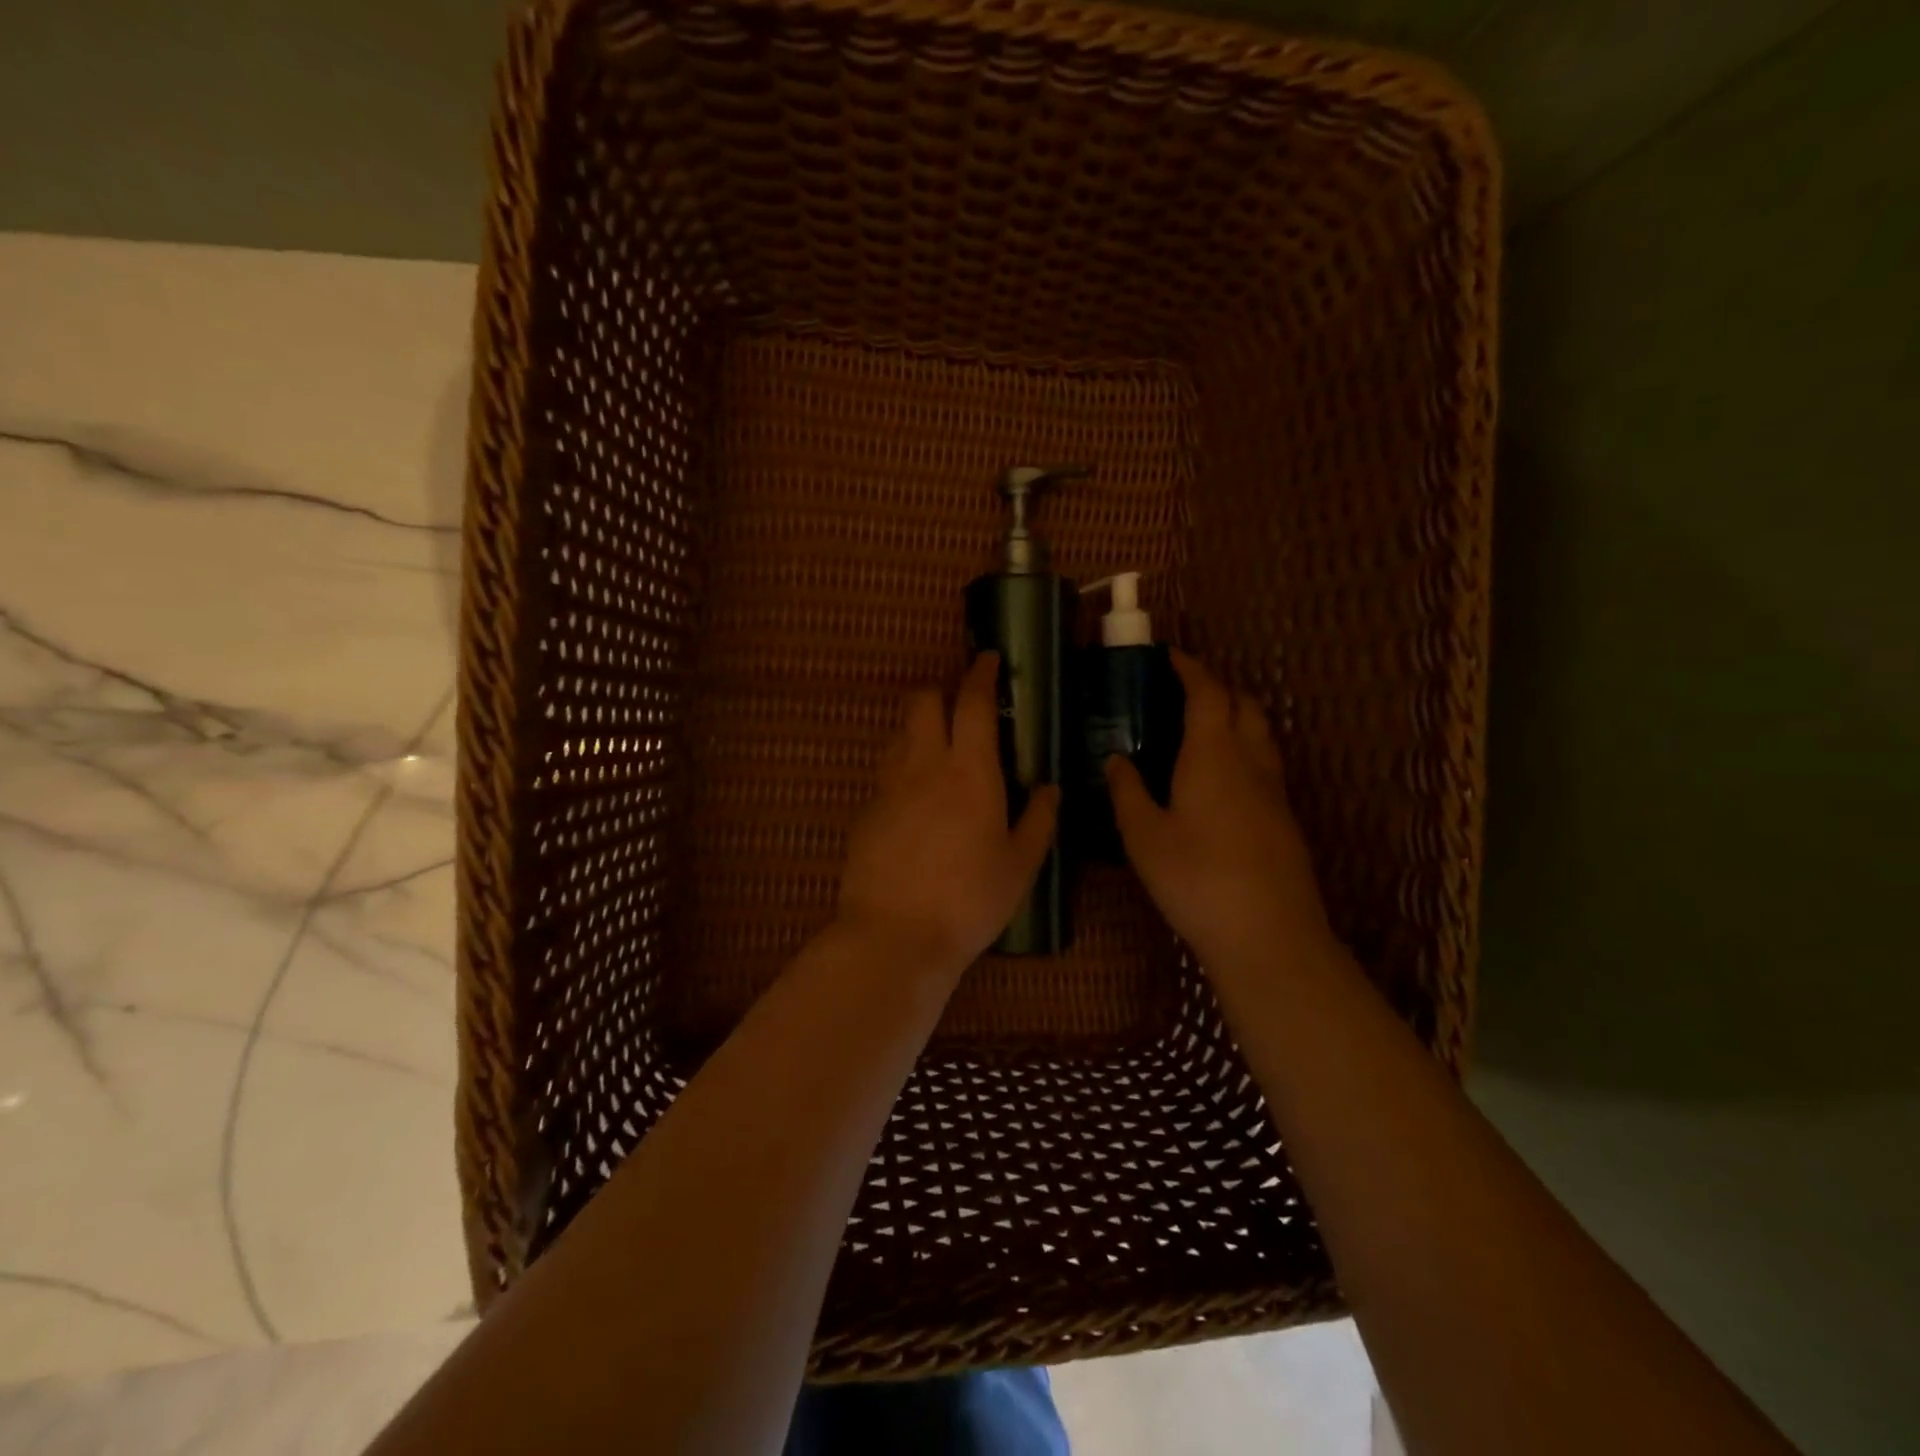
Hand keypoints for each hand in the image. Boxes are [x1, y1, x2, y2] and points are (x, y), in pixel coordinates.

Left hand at [836, 653, 1059, 976]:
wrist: (895, 936)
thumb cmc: (970, 900)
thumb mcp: (1020, 865)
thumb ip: (1039, 820)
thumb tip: (1050, 788)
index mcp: (970, 772)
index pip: (973, 703)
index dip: (981, 674)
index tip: (989, 659)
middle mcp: (924, 767)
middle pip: (922, 702)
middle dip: (941, 693)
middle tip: (962, 712)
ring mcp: (888, 788)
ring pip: (899, 734)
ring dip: (919, 730)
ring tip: (940, 754)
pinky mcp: (866, 813)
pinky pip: (886, 775)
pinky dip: (903, 772)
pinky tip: (916, 805)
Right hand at [1105, 650, 1335, 976]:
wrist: (1269, 936)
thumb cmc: (1196, 880)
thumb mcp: (1144, 838)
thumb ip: (1127, 793)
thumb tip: (1116, 759)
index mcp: (1213, 755)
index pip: (1207, 693)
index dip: (1190, 668)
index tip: (1169, 656)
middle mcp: (1250, 762)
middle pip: (1244, 705)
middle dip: (1217, 687)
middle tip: (1183, 690)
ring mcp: (1274, 791)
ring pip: (1261, 734)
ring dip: (1236, 716)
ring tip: (1202, 727)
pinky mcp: (1284, 819)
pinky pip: (1265, 764)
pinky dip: (1243, 749)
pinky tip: (1220, 779)